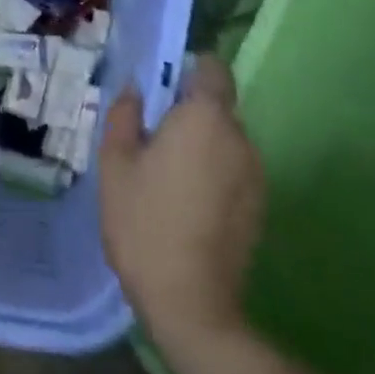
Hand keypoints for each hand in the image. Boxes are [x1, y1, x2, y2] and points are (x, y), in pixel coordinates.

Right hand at [99, 55, 263, 342]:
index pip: (213, 69)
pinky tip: (187, 202)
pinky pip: (234, 169)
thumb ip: (125, 115)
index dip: (191, 69)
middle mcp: (239, 138)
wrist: (191, 304)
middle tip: (153, 136)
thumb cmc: (145, 222)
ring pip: (225, 140)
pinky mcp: (259, 207)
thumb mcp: (115, 163)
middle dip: (189, 112)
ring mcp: (255, 175)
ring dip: (201, 144)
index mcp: (205, 118)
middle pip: (217, 106)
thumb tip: (136, 89)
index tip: (164, 87)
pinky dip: (214, 172)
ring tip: (167, 174)